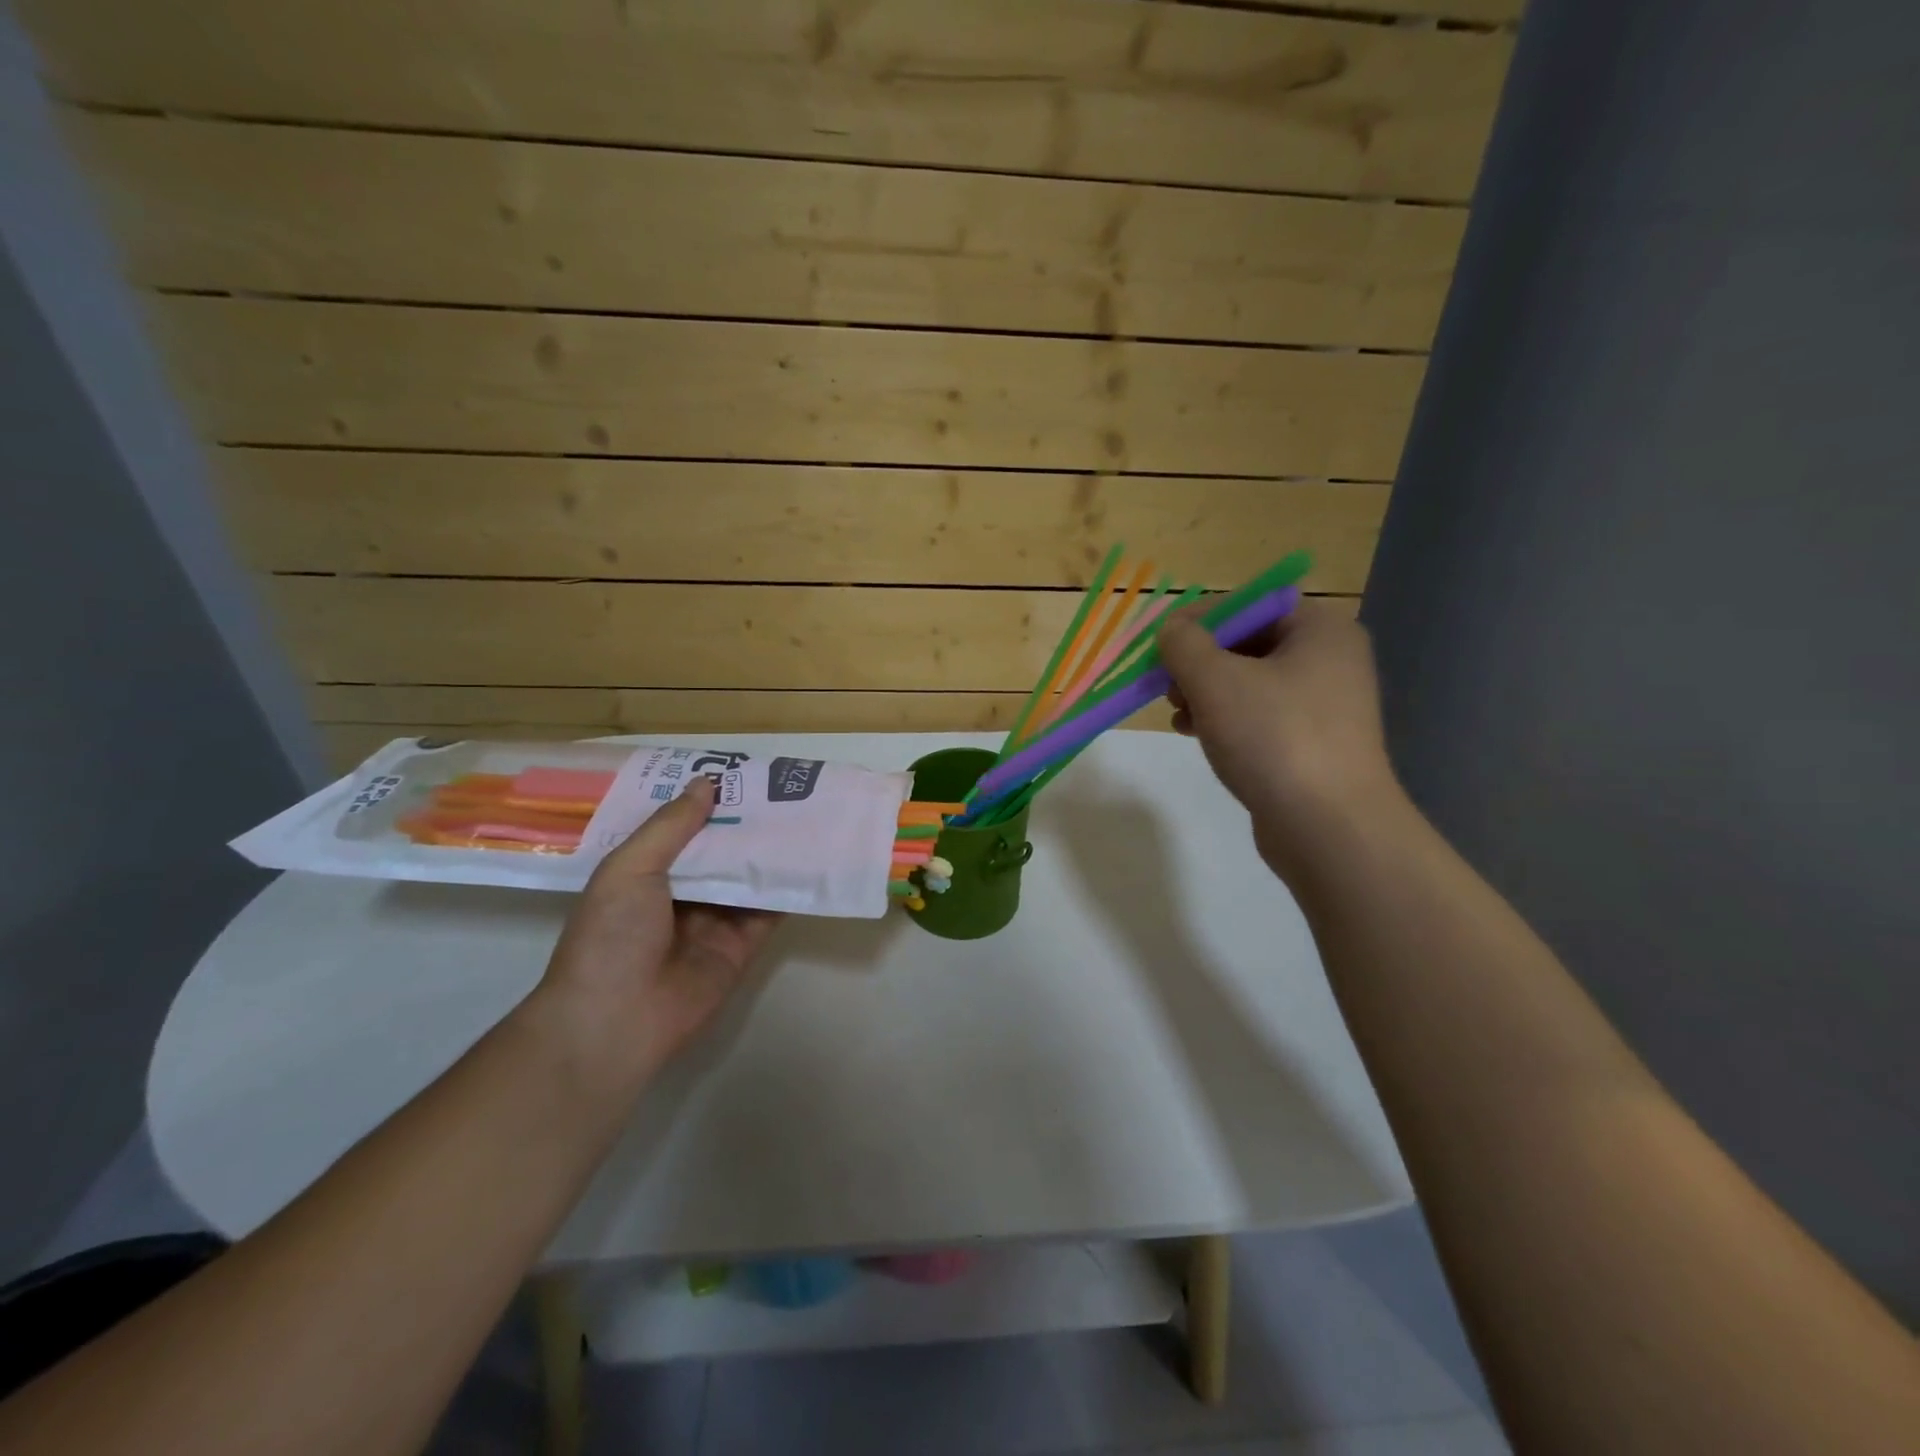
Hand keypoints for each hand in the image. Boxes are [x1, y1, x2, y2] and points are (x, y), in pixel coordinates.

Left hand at [537, 776, 781, 1083]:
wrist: (616, 1021)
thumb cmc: (611, 936)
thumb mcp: (629, 869)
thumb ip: (671, 826)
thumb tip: (707, 783)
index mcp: (645, 871)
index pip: (681, 827)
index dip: (707, 801)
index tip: (739, 772)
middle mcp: (681, 892)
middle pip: (720, 849)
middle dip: (746, 821)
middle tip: (783, 785)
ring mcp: (713, 919)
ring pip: (748, 875)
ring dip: (772, 849)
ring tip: (805, 811)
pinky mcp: (742, 946)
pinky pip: (768, 910)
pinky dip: (788, 887)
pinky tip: (812, 858)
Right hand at [1158, 599, 1404, 876]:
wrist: (1329, 828)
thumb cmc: (1274, 738)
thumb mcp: (1216, 681)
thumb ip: (1184, 644)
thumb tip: (1172, 630)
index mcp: (1320, 630)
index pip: (1250, 604)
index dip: (1200, 618)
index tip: (1161, 644)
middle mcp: (1330, 660)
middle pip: (1248, 643)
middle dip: (1198, 661)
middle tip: (1166, 684)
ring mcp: (1325, 705)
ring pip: (1249, 682)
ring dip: (1205, 691)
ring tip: (1177, 714)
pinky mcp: (1313, 744)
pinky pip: (1259, 716)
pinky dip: (1224, 718)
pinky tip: (1195, 734)